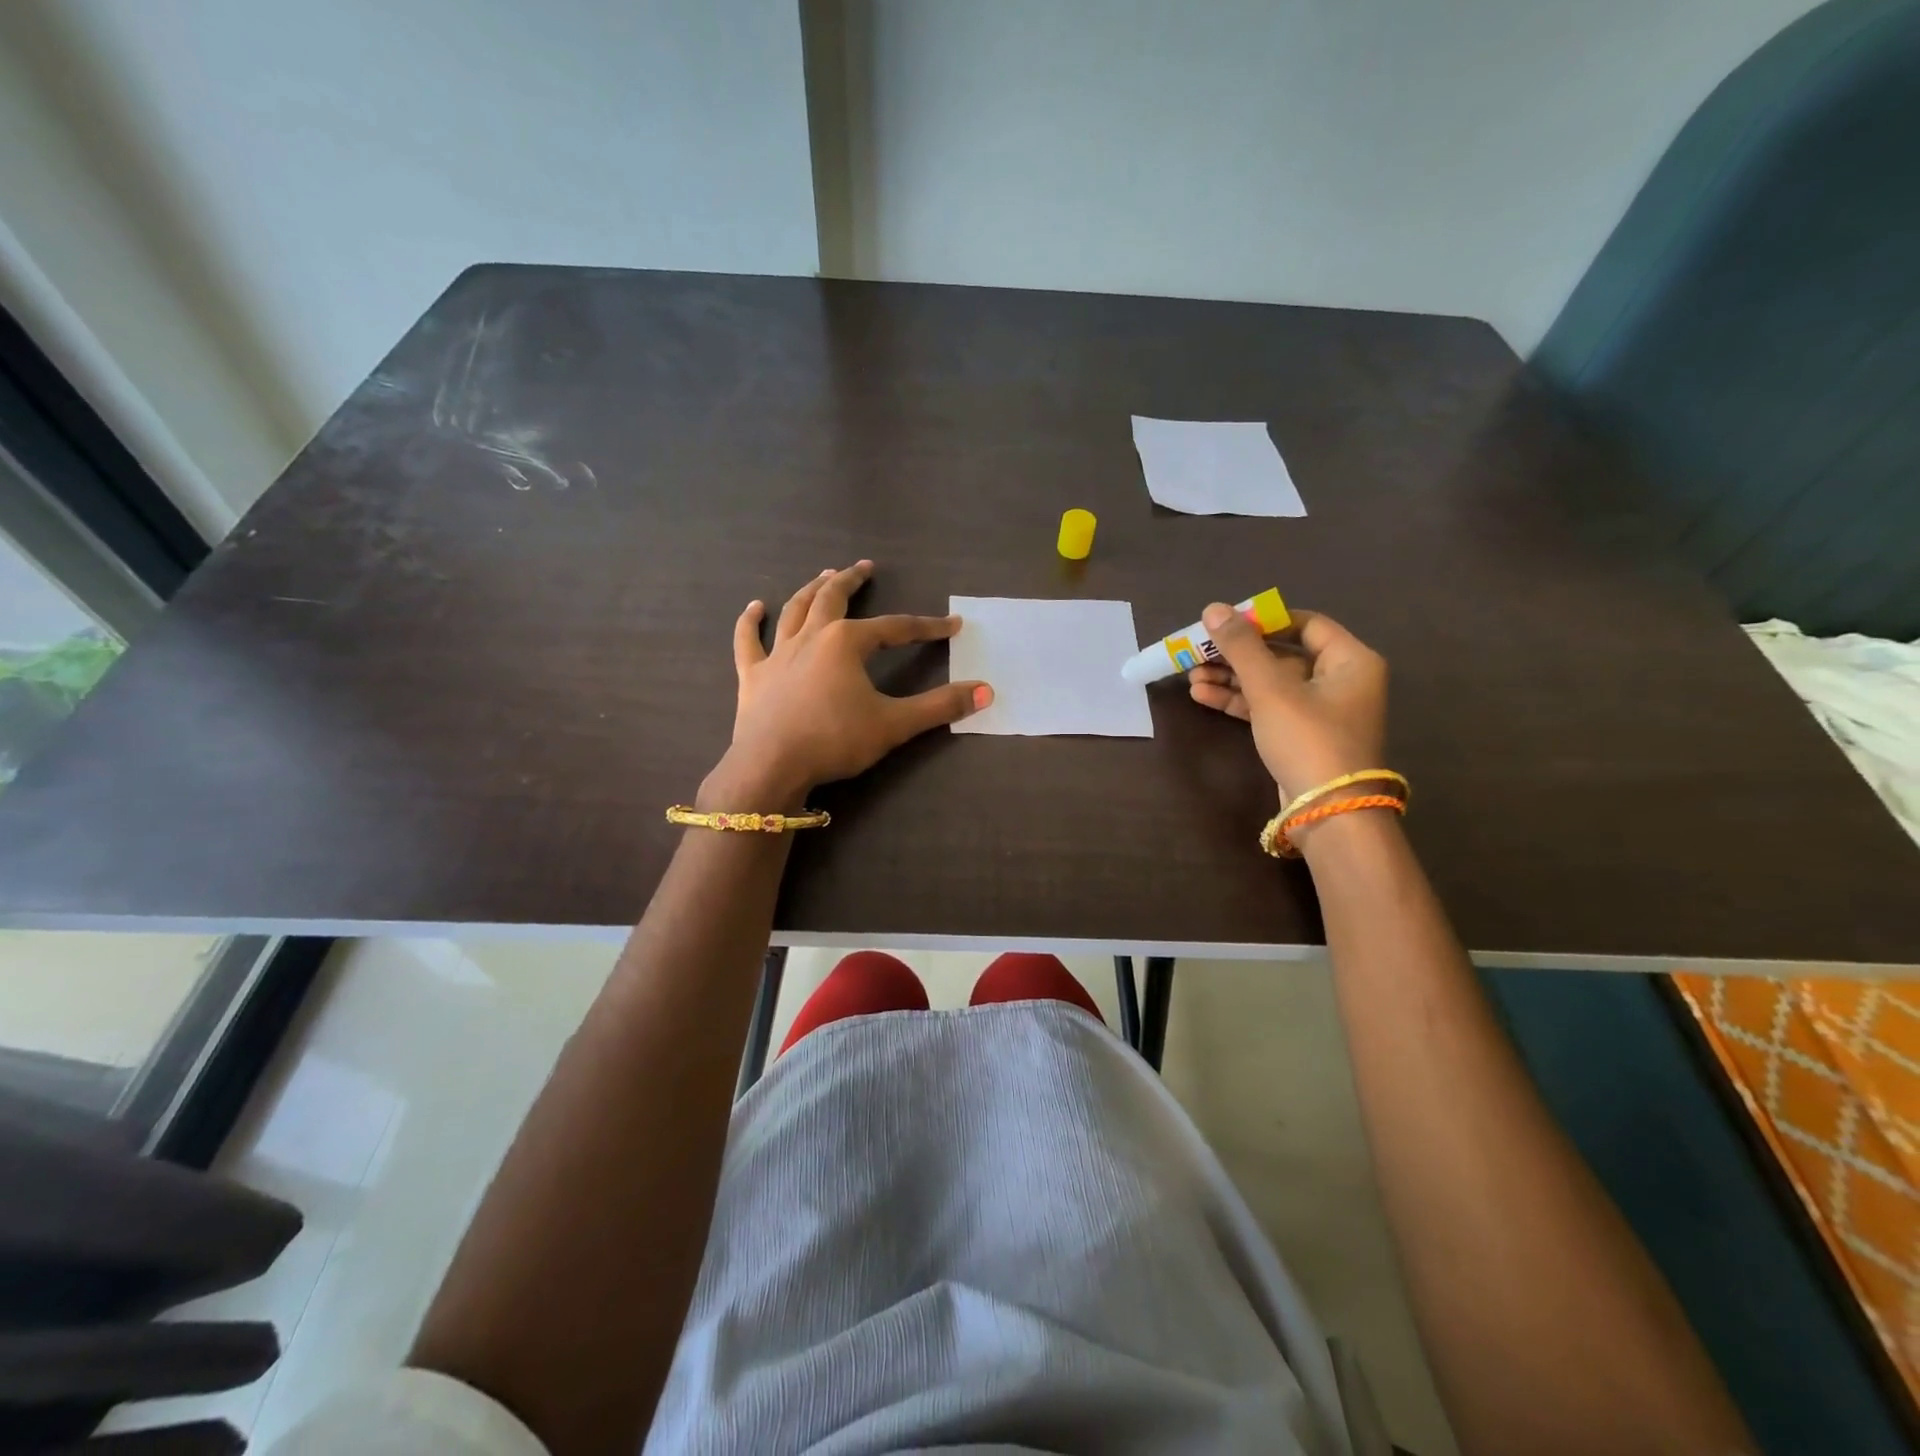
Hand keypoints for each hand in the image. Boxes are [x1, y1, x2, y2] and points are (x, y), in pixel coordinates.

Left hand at [704, 561, 991, 805]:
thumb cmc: (835, 740)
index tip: (951, 624)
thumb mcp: (895, 724)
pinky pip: (749, 641)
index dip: (927, 627)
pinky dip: (750, 622)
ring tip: (823, 576)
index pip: (896, 628)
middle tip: (865, 568)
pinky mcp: (753, 676)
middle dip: (852, 581)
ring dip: (811, 590)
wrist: (771, 766)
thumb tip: (986, 692)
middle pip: (834, 599)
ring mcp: (778, 654)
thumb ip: (941, 707)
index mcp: (847, 642)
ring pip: (795, 610)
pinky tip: (754, 607)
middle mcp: (812, 637)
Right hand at [1186, 605, 1387, 803]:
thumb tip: (1214, 609)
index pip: (1306, 624)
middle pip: (1281, 655)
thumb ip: (1241, 647)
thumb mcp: (1271, 689)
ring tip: (1191, 676)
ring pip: (1269, 683)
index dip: (1264, 620)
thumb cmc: (1308, 739)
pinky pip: (1266, 707)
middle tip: (1198, 651)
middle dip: (1237, 654)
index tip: (1226, 622)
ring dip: (1231, 678)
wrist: (1327, 812)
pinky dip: (1237, 701)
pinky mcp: (1299, 735)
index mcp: (1350, 660)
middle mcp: (1340, 681)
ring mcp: (1319, 711)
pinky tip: (1202, 696)